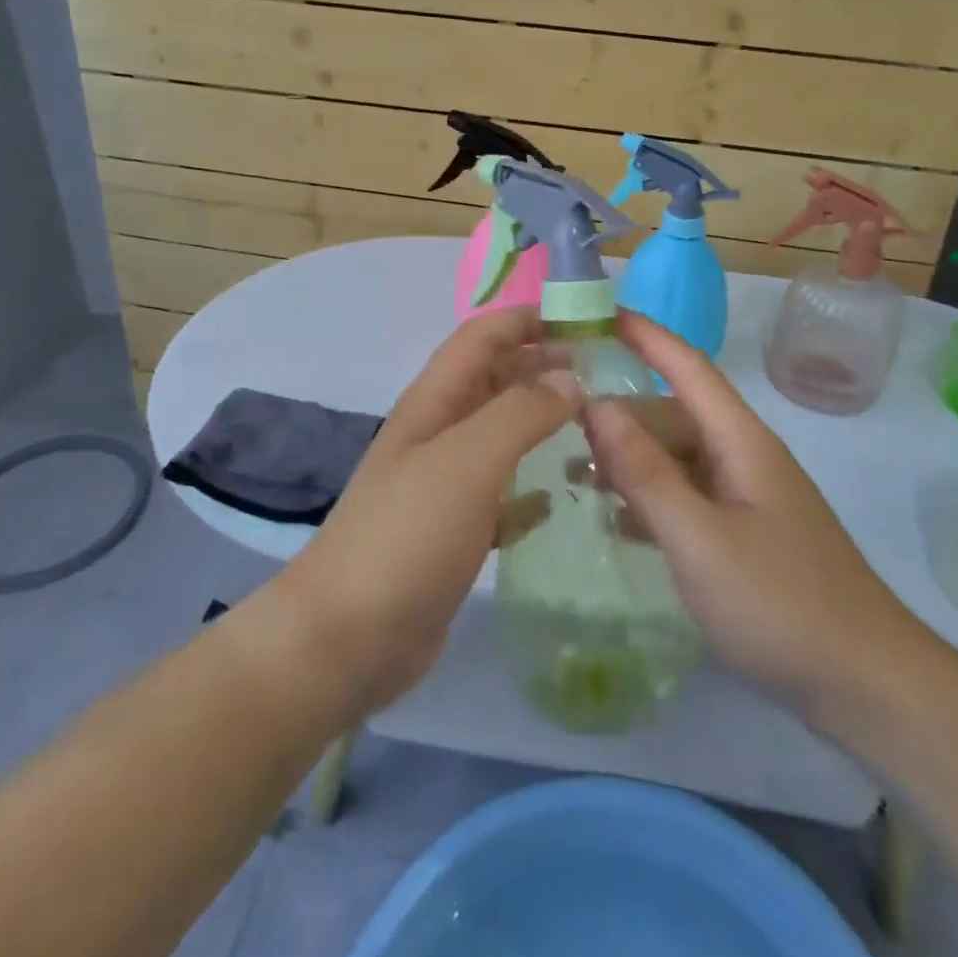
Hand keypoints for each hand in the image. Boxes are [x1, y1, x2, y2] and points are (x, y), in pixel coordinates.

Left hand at [270, 307, 578, 721]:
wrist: (348, 637)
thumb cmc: (408, 534)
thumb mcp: (467, 461)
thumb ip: (520, 412)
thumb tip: (570, 380)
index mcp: (435, 400)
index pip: (484, 335)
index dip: (529, 319)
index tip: (588, 322)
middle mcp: (440, 431)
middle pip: (497, 379)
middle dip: (546, 367)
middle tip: (609, 375)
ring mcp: (446, 482)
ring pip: (503, 434)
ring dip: (544, 423)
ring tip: (600, 428)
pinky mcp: (456, 529)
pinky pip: (503, 493)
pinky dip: (533, 487)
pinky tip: (563, 498)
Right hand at [584, 313, 940, 738]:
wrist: (867, 685)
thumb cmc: (781, 603)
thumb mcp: (699, 538)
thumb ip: (645, 472)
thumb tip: (596, 406)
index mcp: (740, 441)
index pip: (688, 366)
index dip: (645, 335)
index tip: (597, 314)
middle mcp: (743, 457)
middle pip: (674, 415)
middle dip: (621, 412)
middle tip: (559, 420)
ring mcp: (746, 497)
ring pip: (678, 458)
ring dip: (630, 460)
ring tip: (572, 472)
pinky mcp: (745, 534)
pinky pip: (687, 497)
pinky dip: (650, 498)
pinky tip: (615, 518)